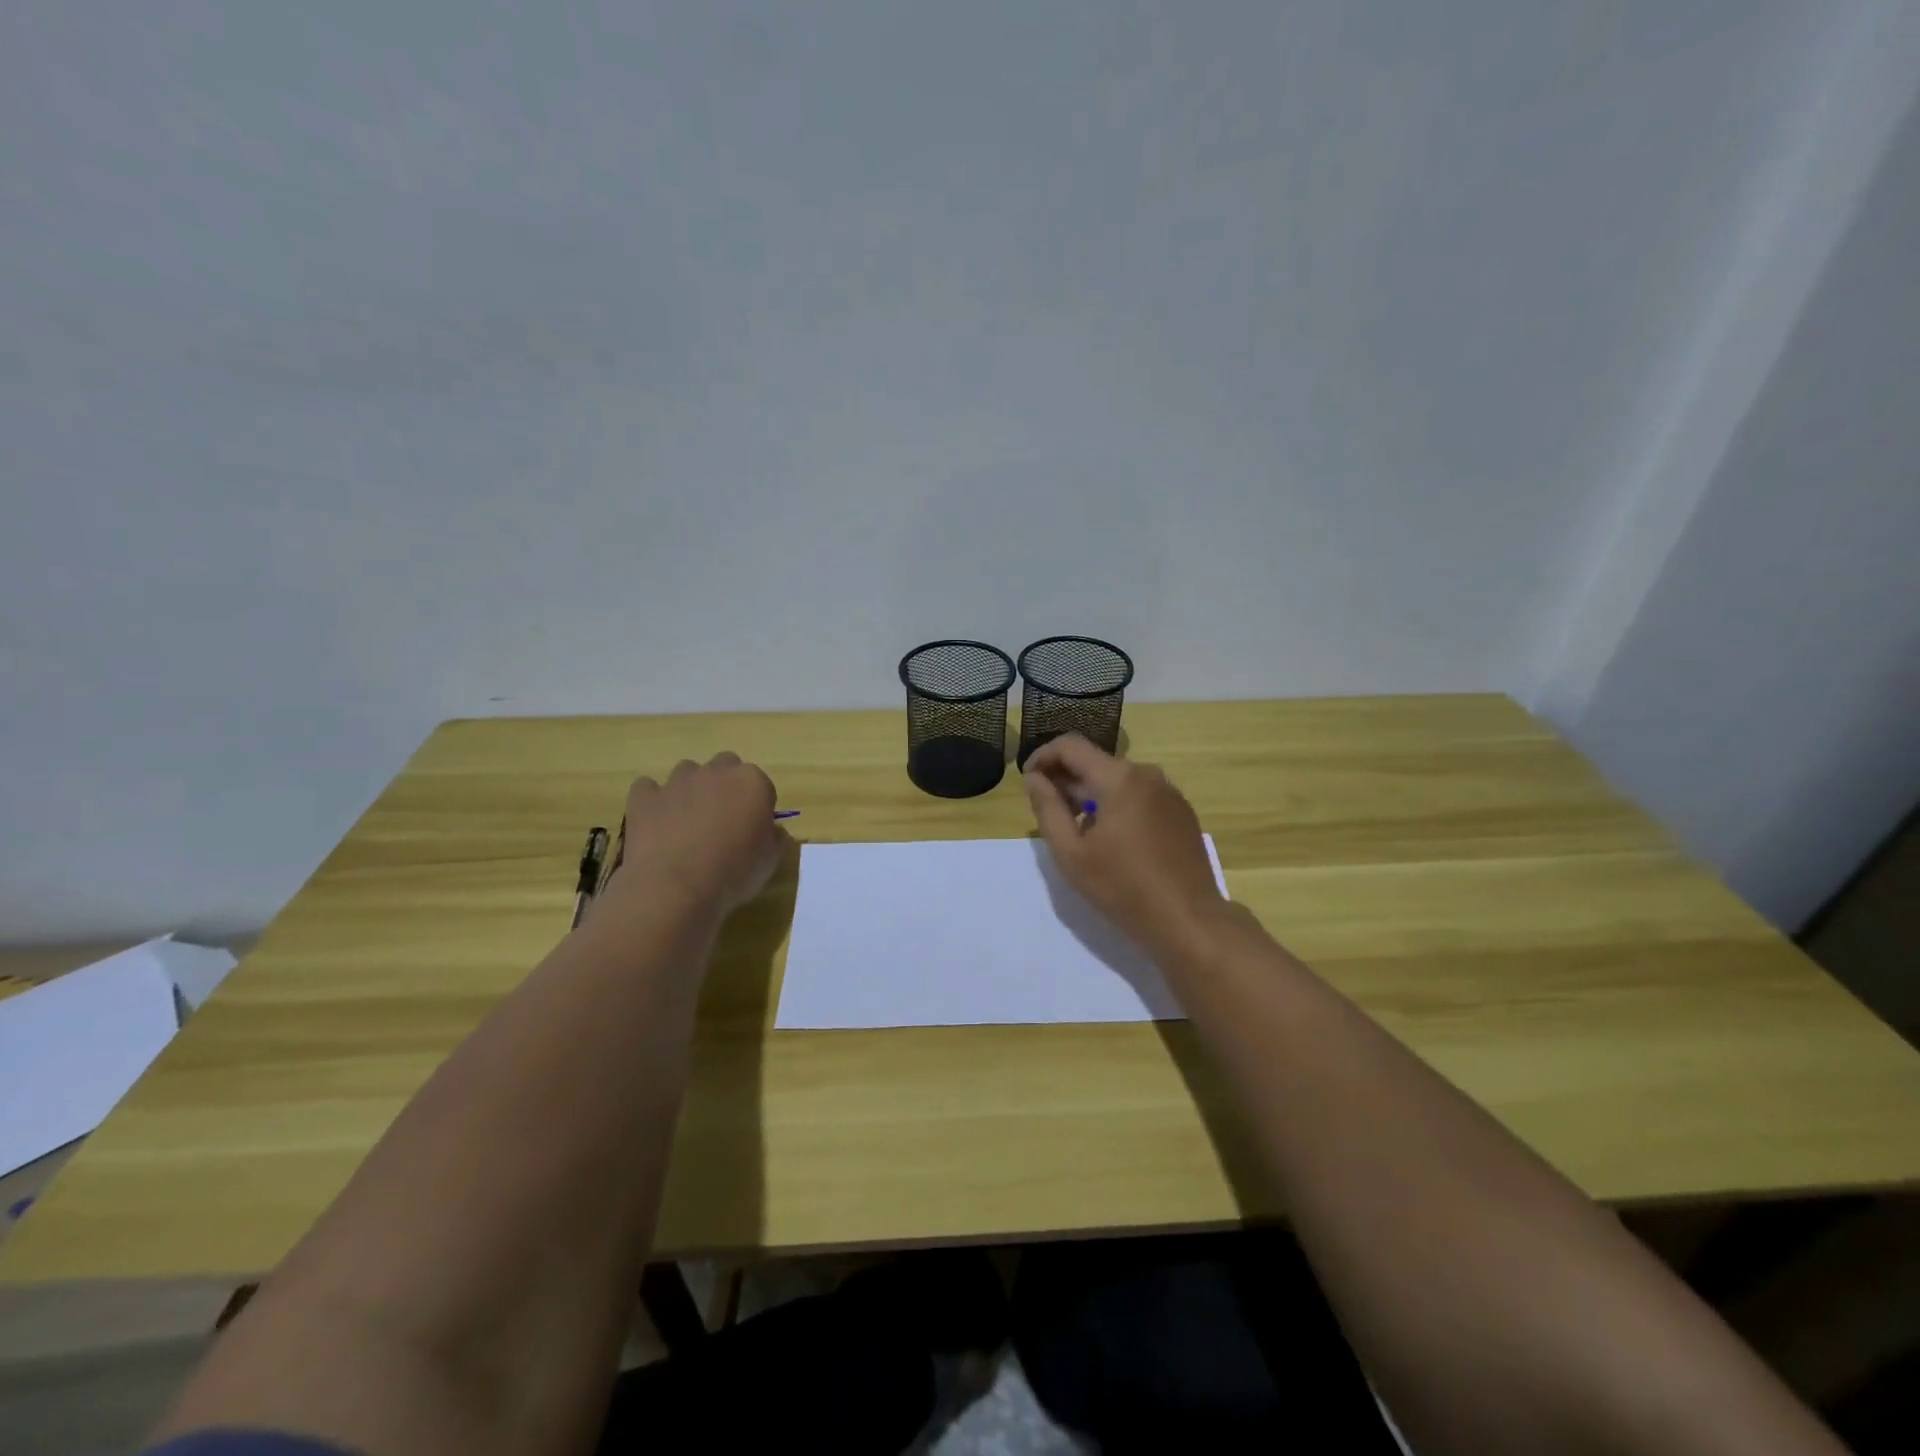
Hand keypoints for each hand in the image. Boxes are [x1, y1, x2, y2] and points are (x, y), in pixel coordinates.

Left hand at [609, 753, 788, 917]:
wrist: (676, 888)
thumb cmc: (734, 873)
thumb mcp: (771, 860)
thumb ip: (773, 836)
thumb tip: (769, 829)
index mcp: (752, 782)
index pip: (760, 783)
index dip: (757, 805)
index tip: (753, 827)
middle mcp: (715, 772)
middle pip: (725, 765)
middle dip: (724, 785)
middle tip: (722, 819)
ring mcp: (676, 781)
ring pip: (687, 772)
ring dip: (690, 789)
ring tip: (687, 822)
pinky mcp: (644, 797)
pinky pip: (648, 788)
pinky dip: (653, 800)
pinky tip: (656, 823)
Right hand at [1023, 734, 1227, 956]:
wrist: (1189, 921)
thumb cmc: (1123, 888)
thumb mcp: (1071, 853)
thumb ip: (1047, 809)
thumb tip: (1034, 778)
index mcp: (1120, 778)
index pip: (1071, 746)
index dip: (1042, 756)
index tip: (1028, 780)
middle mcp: (1147, 775)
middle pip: (1096, 762)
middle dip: (1066, 779)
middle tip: (1046, 810)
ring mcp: (1169, 793)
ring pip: (1118, 780)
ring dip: (1090, 794)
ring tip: (1076, 829)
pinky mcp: (1181, 812)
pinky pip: (1139, 796)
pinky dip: (1116, 805)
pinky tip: (1111, 840)